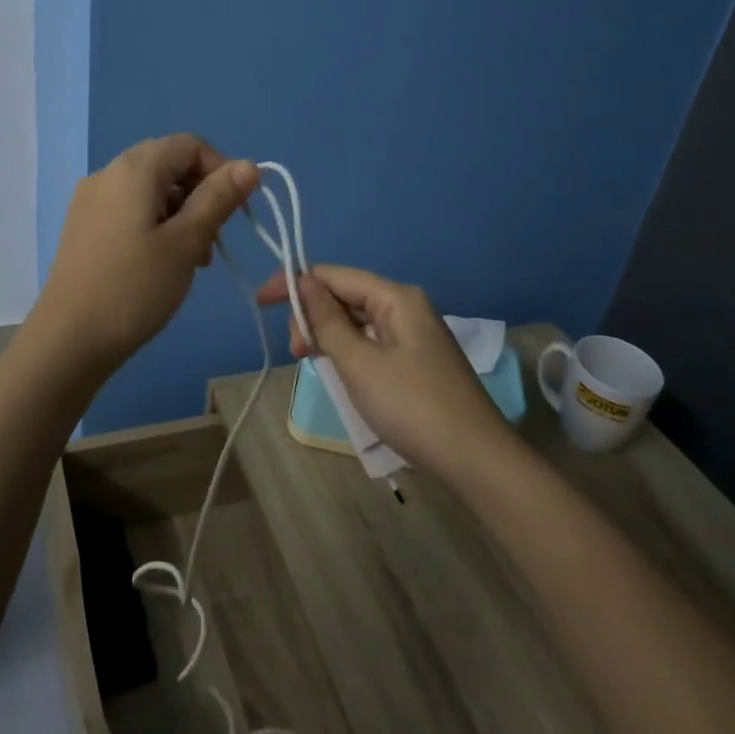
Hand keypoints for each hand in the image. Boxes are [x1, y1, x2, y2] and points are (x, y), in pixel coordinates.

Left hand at [35, 135, 259, 372]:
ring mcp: (91, 200)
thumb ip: (218, 199)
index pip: (189, 144)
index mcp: (134, 169)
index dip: (221, 169)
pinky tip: (162, 262)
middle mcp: (108, 174)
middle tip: (214, 240)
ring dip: (181, 212)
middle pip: (168, 164)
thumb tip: (249, 165)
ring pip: (151, 189)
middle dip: (201, 194)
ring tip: (192, 258)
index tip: (236, 210)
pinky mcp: (84, 226)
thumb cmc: (134, 289)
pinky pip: (130, 209)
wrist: (67, 341)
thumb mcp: (186, 243)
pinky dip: (156, 224)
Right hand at [257, 265, 520, 482]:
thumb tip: (302, 282)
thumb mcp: (360, 363)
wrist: (474, 458)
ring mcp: (414, 333)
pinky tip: (336, 367)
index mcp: (396, 297)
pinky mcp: (416, 359)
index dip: (295, 283)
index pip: (334, 275)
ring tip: (309, 360)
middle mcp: (406, 306)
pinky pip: (371, 340)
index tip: (261, 301)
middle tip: (295, 351)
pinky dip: (348, 349)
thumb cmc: (411, 406)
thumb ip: (327, 321)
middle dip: (312, 314)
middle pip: (346, 295)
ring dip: (328, 333)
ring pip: (358, 320)